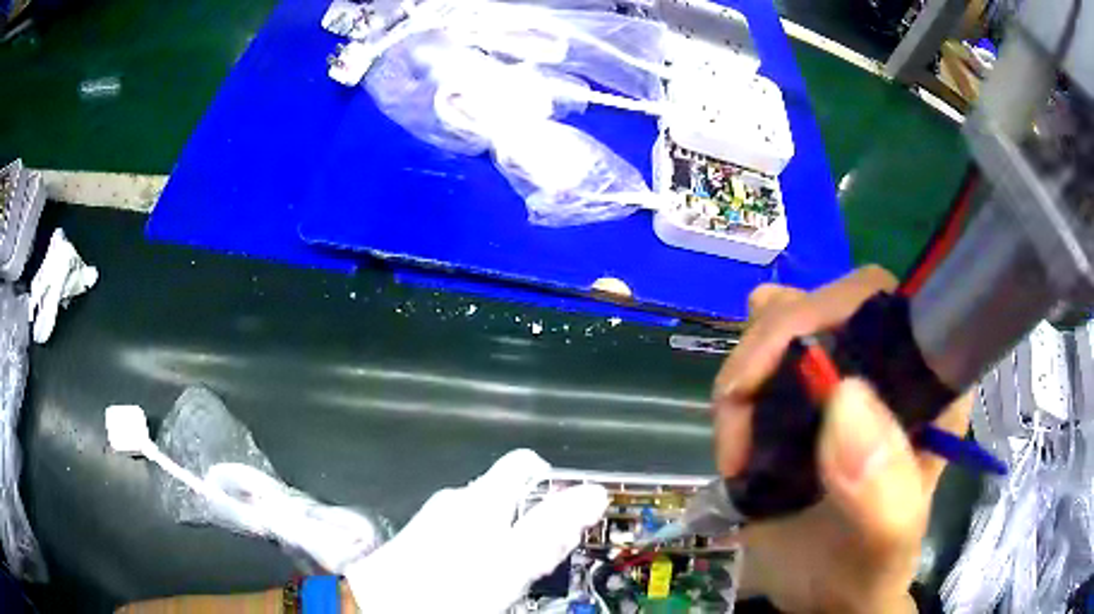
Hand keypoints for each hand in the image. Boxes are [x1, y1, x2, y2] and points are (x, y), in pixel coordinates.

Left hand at [343, 449, 608, 612]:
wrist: (380, 607)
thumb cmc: (448, 586)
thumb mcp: (510, 562)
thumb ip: (551, 528)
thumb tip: (594, 494)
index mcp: (481, 498)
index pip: (526, 465)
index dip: (556, 482)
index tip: (574, 513)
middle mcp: (458, 501)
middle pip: (510, 494)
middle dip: (536, 519)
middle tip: (550, 556)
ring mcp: (437, 520)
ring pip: (489, 518)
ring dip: (511, 538)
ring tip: (519, 573)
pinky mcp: (424, 540)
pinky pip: (466, 536)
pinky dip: (485, 550)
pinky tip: (484, 578)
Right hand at [712, 266, 971, 613]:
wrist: (826, 597)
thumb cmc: (864, 570)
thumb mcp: (882, 542)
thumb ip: (881, 489)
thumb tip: (844, 399)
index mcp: (928, 387)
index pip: (889, 306)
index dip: (832, 309)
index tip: (782, 362)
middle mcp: (890, 369)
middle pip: (828, 308)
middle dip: (772, 346)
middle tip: (737, 409)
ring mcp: (845, 380)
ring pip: (789, 325)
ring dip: (748, 369)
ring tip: (735, 439)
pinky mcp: (805, 401)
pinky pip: (767, 356)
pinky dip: (743, 375)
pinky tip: (735, 404)